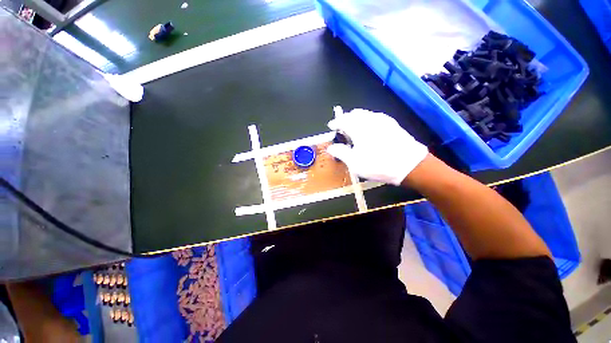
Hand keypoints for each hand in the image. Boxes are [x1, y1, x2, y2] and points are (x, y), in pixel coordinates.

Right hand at [327, 107, 428, 184]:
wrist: (409, 165)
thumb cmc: (377, 164)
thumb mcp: (354, 162)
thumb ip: (340, 152)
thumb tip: (331, 147)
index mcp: (359, 127)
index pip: (343, 120)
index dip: (335, 123)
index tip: (331, 126)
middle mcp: (370, 119)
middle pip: (354, 114)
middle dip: (345, 119)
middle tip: (342, 128)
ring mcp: (383, 120)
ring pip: (365, 114)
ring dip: (356, 118)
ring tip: (353, 128)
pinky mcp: (392, 123)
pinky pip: (375, 116)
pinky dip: (366, 120)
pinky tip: (368, 129)